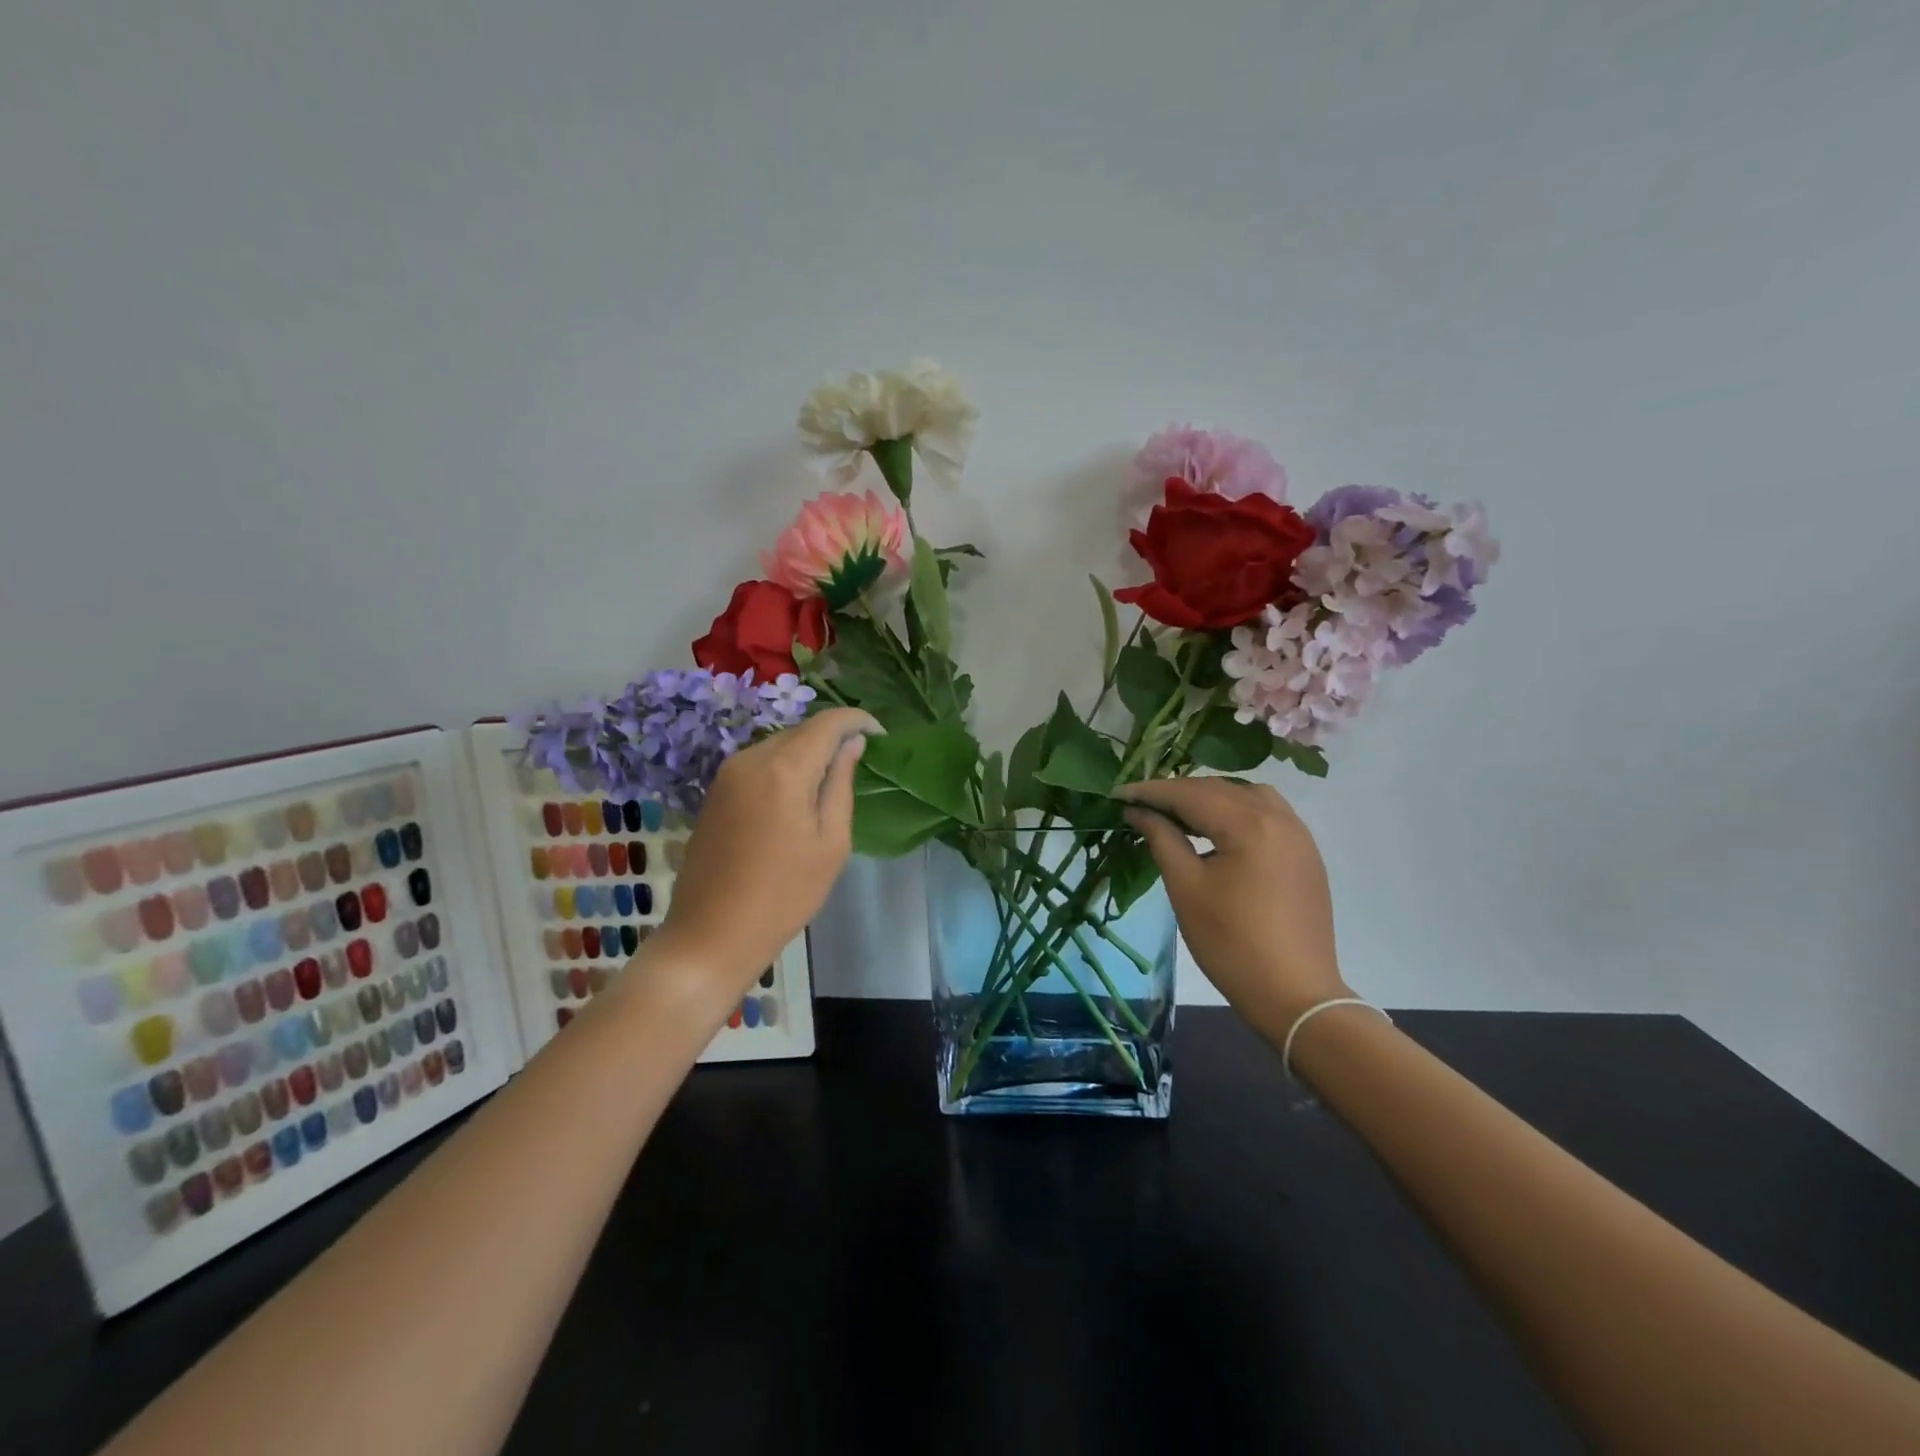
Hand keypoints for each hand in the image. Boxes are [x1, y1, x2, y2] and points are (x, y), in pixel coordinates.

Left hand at [652, 707, 878, 1007]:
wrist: (712, 933)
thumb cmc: (784, 894)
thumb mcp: (831, 843)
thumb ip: (841, 784)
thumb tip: (852, 744)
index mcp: (785, 768)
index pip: (828, 722)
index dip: (858, 720)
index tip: (881, 736)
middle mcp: (751, 758)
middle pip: (802, 730)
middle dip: (833, 738)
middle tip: (860, 763)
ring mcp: (728, 773)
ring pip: (779, 745)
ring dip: (808, 753)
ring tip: (831, 782)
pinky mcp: (715, 791)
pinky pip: (759, 763)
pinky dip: (784, 768)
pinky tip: (796, 798)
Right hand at [1118, 777, 1350, 1037]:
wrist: (1294, 994)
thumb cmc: (1230, 943)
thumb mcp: (1186, 887)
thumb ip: (1162, 838)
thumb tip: (1138, 811)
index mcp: (1249, 824)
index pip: (1191, 794)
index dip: (1151, 791)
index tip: (1118, 793)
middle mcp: (1279, 818)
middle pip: (1220, 789)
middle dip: (1178, 792)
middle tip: (1141, 804)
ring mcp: (1299, 835)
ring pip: (1247, 795)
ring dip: (1210, 797)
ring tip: (1178, 814)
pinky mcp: (1306, 854)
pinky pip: (1268, 814)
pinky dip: (1236, 811)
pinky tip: (1217, 830)